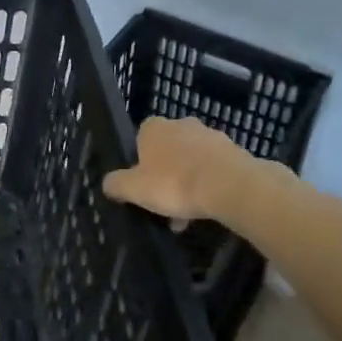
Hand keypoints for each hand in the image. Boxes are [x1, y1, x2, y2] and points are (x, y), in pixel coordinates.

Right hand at [102, 116, 249, 221]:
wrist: (229, 185)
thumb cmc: (174, 183)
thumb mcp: (134, 189)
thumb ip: (116, 184)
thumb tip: (108, 184)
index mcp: (154, 128)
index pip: (141, 139)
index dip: (140, 163)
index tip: (143, 185)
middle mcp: (182, 124)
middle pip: (168, 151)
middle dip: (166, 175)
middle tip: (164, 204)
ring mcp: (210, 136)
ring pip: (192, 162)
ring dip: (188, 183)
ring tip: (186, 216)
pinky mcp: (233, 151)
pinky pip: (214, 170)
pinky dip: (209, 186)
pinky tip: (208, 210)